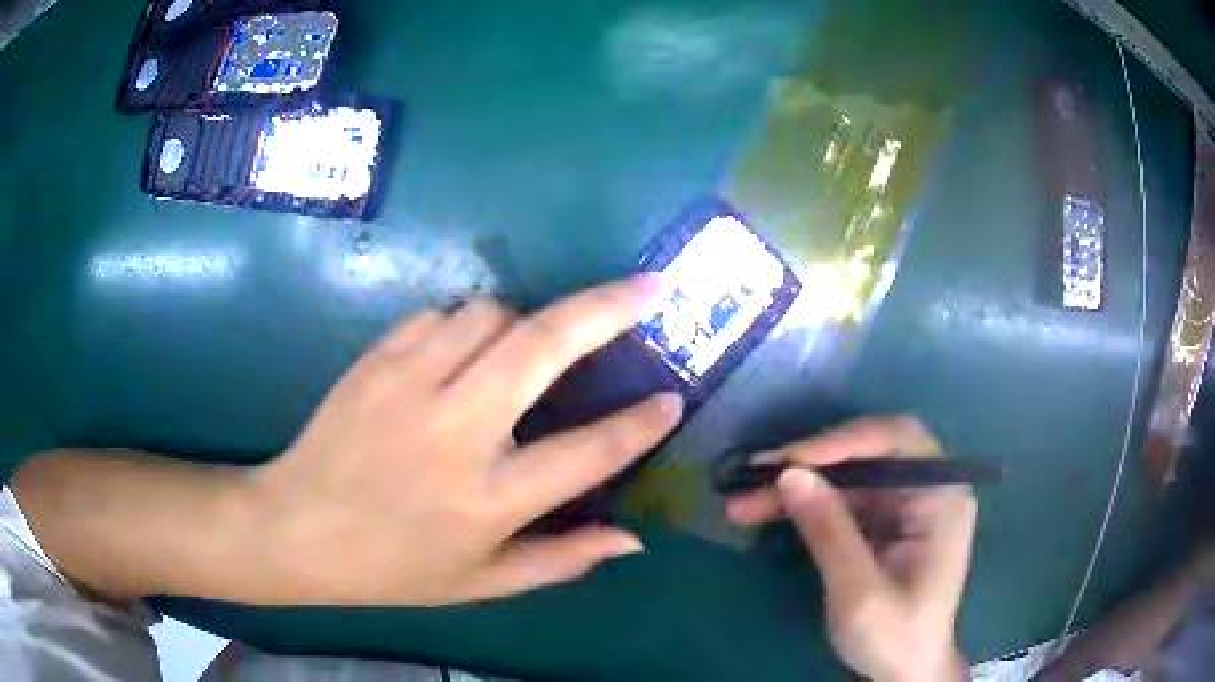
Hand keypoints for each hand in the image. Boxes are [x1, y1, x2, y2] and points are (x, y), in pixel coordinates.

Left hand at [246, 275, 682, 605]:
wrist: (297, 528)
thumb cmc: (394, 566)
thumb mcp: (482, 582)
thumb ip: (562, 559)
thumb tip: (633, 538)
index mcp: (488, 500)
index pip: (588, 452)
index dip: (641, 424)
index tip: (673, 399)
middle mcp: (456, 431)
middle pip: (545, 347)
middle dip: (607, 309)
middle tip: (650, 288)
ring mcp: (410, 384)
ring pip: (492, 313)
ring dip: (524, 322)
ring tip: (526, 349)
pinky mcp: (377, 358)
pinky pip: (442, 314)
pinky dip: (467, 326)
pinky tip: (459, 356)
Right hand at [726, 417, 975, 681]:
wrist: (905, 670)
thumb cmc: (894, 636)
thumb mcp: (859, 593)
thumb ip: (829, 532)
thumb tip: (789, 474)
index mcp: (942, 497)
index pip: (898, 441)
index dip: (844, 441)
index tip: (789, 460)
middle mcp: (928, 488)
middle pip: (870, 451)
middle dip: (812, 461)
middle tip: (755, 473)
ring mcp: (906, 504)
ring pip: (849, 475)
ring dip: (799, 484)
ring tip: (744, 499)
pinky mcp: (886, 521)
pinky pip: (843, 498)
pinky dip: (806, 504)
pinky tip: (767, 510)